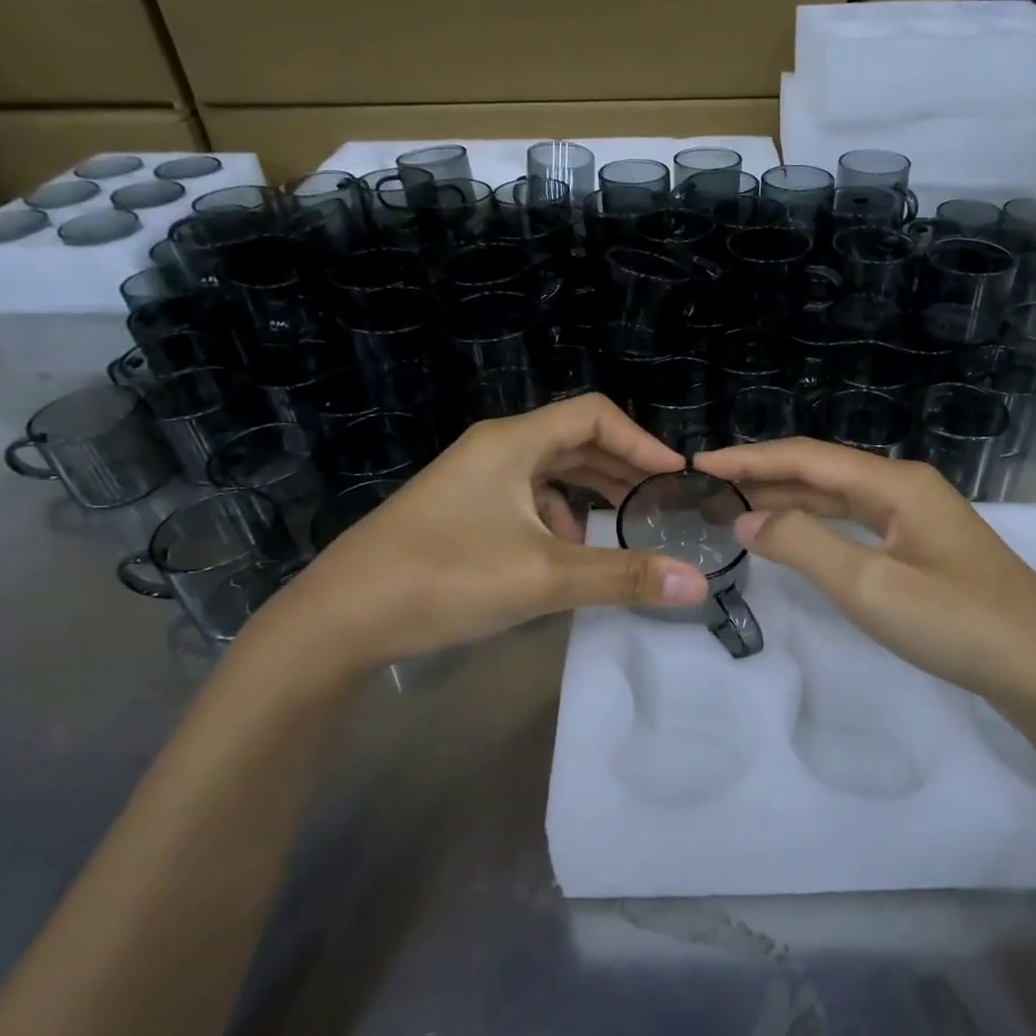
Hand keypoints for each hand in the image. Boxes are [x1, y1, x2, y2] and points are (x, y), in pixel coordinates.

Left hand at [247, 396, 709, 673]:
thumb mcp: (543, 578)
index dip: (641, 441)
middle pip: (573, 440)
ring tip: (619, 528)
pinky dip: (555, 517)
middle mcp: (493, 449)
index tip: (675, 478)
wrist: (338, 620)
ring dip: (588, 494)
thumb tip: (698, 583)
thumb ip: (622, 577)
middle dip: (620, 469)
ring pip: (548, 471)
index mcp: (512, 443)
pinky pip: (523, 498)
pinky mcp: (459, 510)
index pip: (594, 415)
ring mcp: (471, 480)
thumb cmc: (444, 579)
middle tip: (659, 502)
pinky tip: (562, 554)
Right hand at [692, 438, 1035, 705]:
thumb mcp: (869, 586)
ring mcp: (917, 516)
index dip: (750, 459)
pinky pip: (856, 522)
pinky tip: (794, 536)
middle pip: (821, 471)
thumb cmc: (956, 623)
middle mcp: (904, 487)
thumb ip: (802, 546)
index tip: (700, 462)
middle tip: (707, 491)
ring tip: (735, 509)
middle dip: (763, 478)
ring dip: (787, 501)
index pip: (805, 457)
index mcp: (894, 483)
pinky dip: (817, 525)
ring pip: (838, 497)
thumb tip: (745, 518)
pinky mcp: (923, 546)